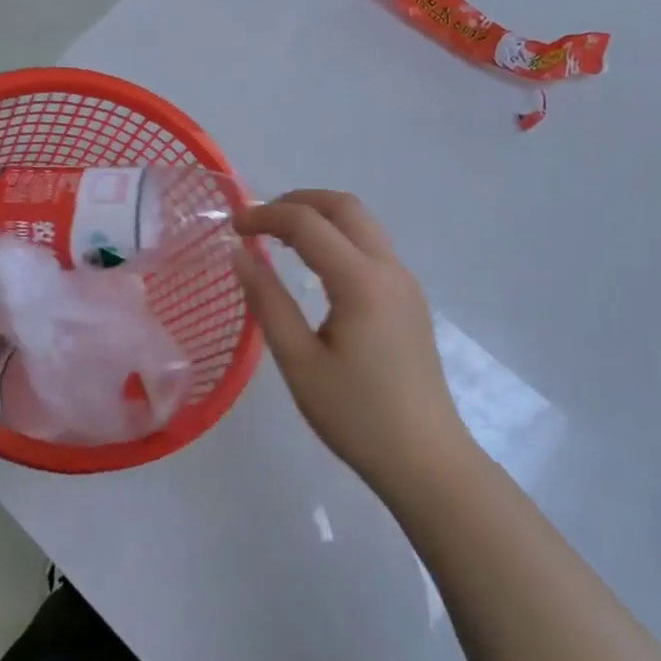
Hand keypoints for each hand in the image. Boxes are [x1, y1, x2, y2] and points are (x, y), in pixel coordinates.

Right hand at [234, 191, 469, 500]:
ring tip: (282, 236)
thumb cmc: (356, 416)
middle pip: (345, 206)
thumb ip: (268, 302)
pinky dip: (340, 237)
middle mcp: (389, 268)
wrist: (426, 460)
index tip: (233, 227)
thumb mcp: (299, 363)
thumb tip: (240, 255)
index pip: (308, 223)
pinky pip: (372, 246)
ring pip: (363, 223)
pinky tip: (317, 265)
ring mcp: (406, 282)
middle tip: (260, 219)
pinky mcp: (410, 298)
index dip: (266, 216)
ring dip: (322, 216)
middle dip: (298, 200)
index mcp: (361, 281)